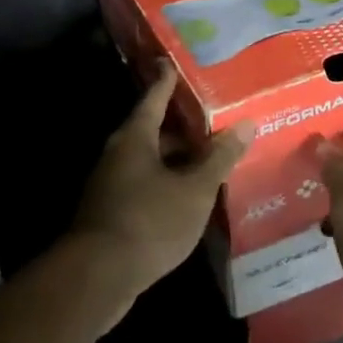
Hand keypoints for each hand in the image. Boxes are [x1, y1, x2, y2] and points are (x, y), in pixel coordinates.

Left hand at [71, 59, 248, 325]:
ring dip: (176, 161)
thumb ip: (220, 157)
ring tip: (209, 163)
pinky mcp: (110, 214)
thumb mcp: (195, 189)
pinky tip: (188, 200)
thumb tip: (246, 123)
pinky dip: (167, 186)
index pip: (155, 98)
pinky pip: (144, 187)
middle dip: (182, 128)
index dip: (168, 81)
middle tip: (213, 123)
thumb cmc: (148, 221)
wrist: (95, 279)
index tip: (173, 62)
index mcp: (136, 137)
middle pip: (154, 131)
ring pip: (149, 162)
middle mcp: (119, 154)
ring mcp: (111, 185)